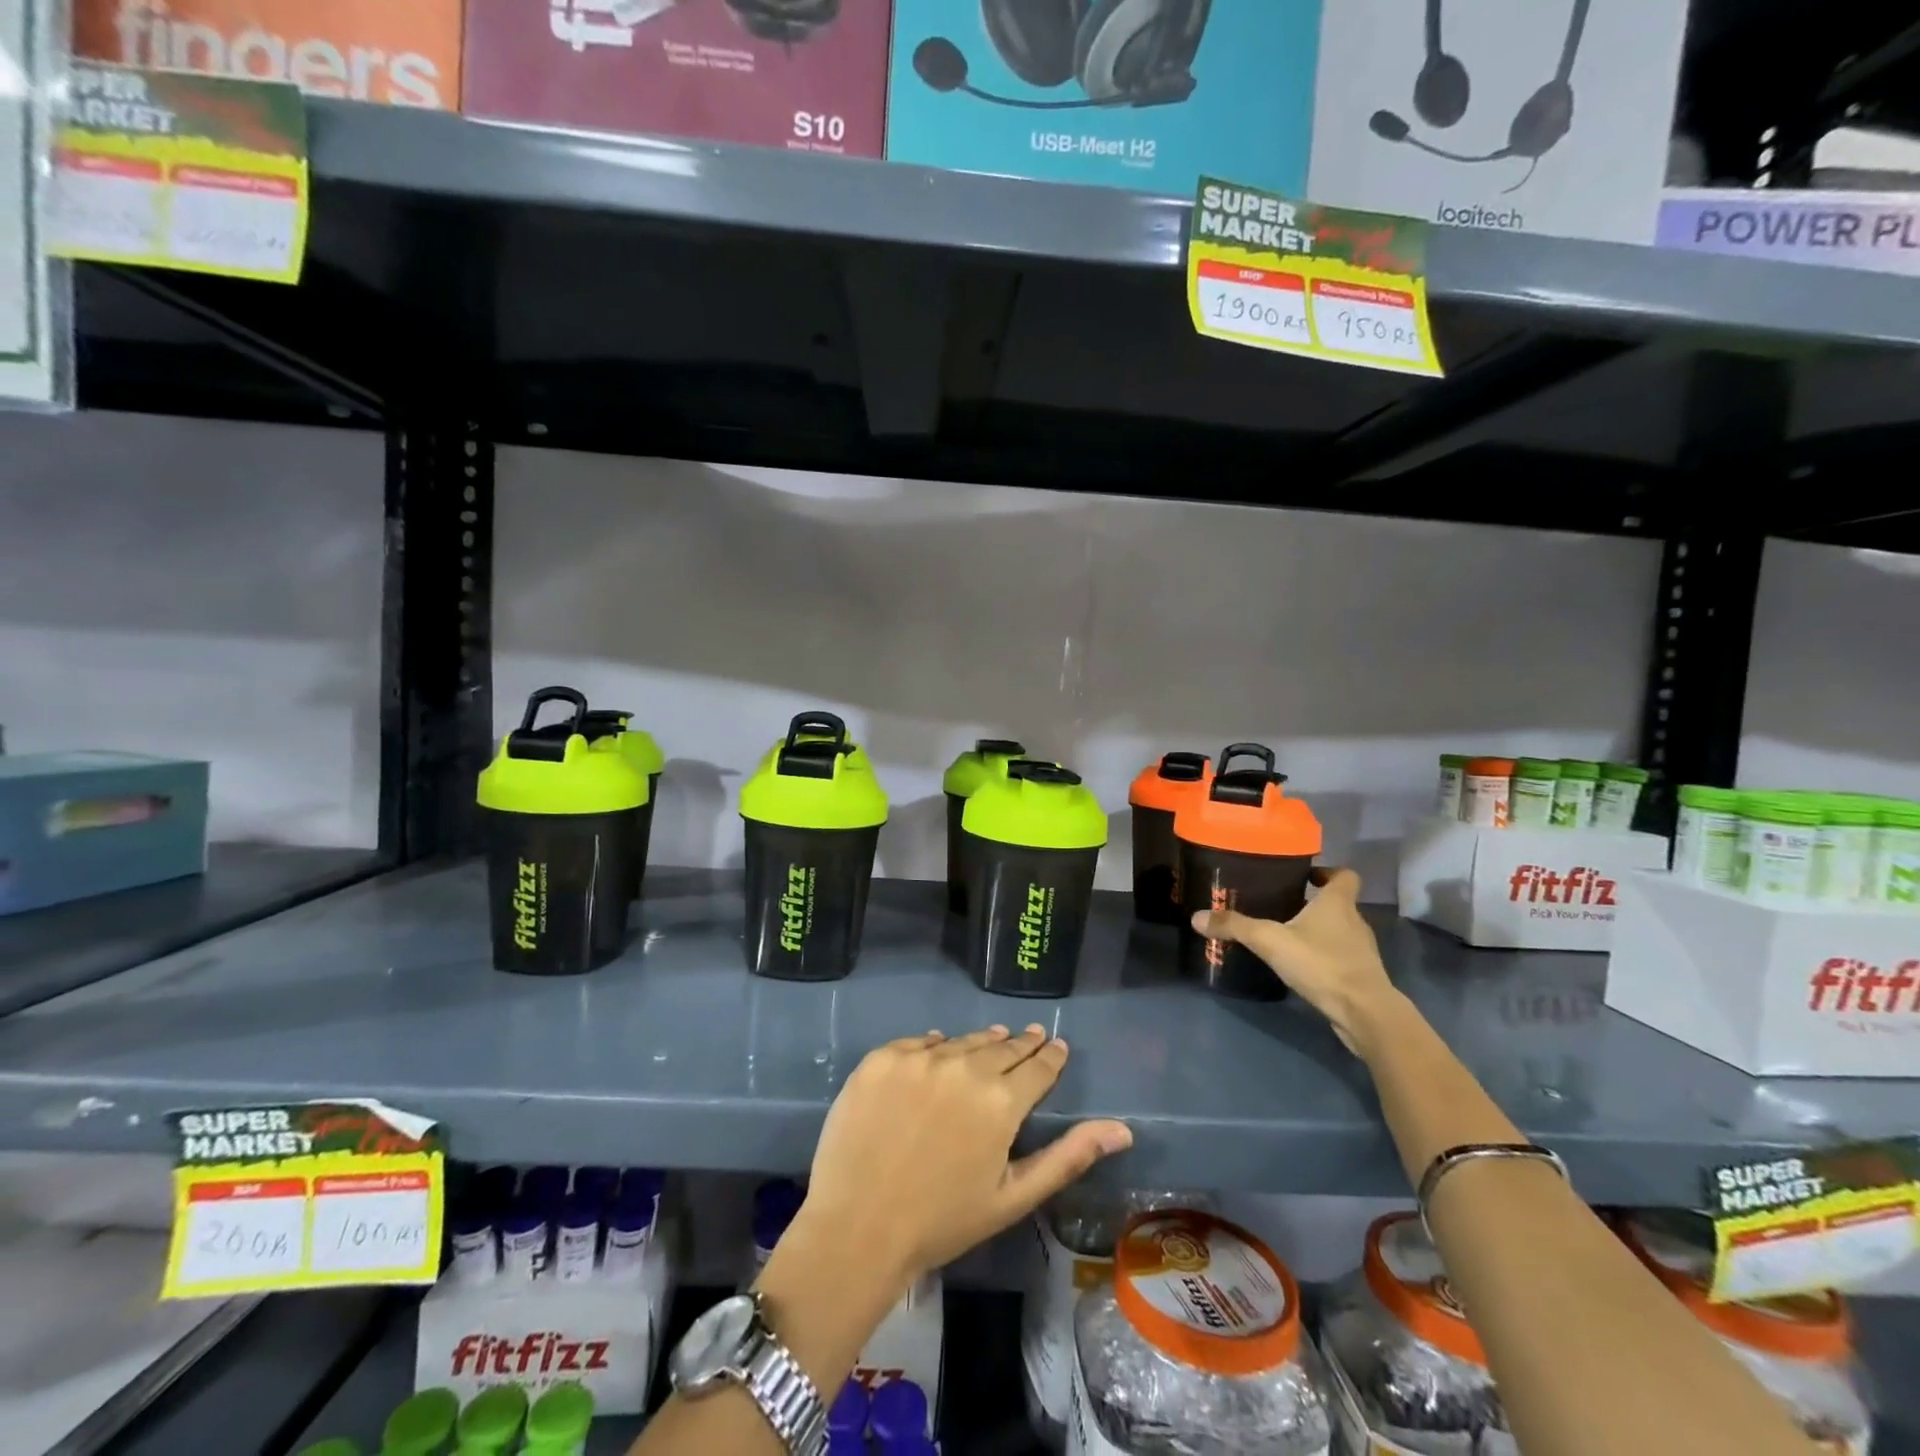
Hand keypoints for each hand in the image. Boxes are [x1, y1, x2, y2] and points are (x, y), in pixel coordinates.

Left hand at [791, 1025, 1132, 1288]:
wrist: (857, 1228)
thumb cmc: (942, 1222)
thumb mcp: (1013, 1197)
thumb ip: (1068, 1157)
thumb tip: (1123, 1129)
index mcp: (1001, 1101)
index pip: (1037, 1066)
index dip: (1050, 1055)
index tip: (1056, 1045)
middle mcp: (964, 1066)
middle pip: (1001, 1047)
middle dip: (1020, 1044)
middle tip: (1031, 1036)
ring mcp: (919, 1058)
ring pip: (961, 1041)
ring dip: (980, 1043)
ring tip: (992, 1041)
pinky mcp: (882, 1057)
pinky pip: (918, 1043)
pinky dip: (934, 1047)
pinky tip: (938, 1051)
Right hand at [1192, 866, 1403, 1055]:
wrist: (1365, 1013)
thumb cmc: (1321, 963)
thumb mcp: (1270, 941)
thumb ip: (1235, 926)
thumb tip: (1196, 916)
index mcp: (1338, 903)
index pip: (1344, 875)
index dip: (1327, 872)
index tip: (1305, 876)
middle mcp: (1355, 922)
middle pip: (1338, 903)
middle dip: (1313, 903)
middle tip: (1281, 906)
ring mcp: (1362, 951)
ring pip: (1339, 931)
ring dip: (1318, 931)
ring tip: (1286, 937)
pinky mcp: (1361, 977)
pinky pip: (1340, 957)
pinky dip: (1323, 957)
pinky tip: (1301, 967)